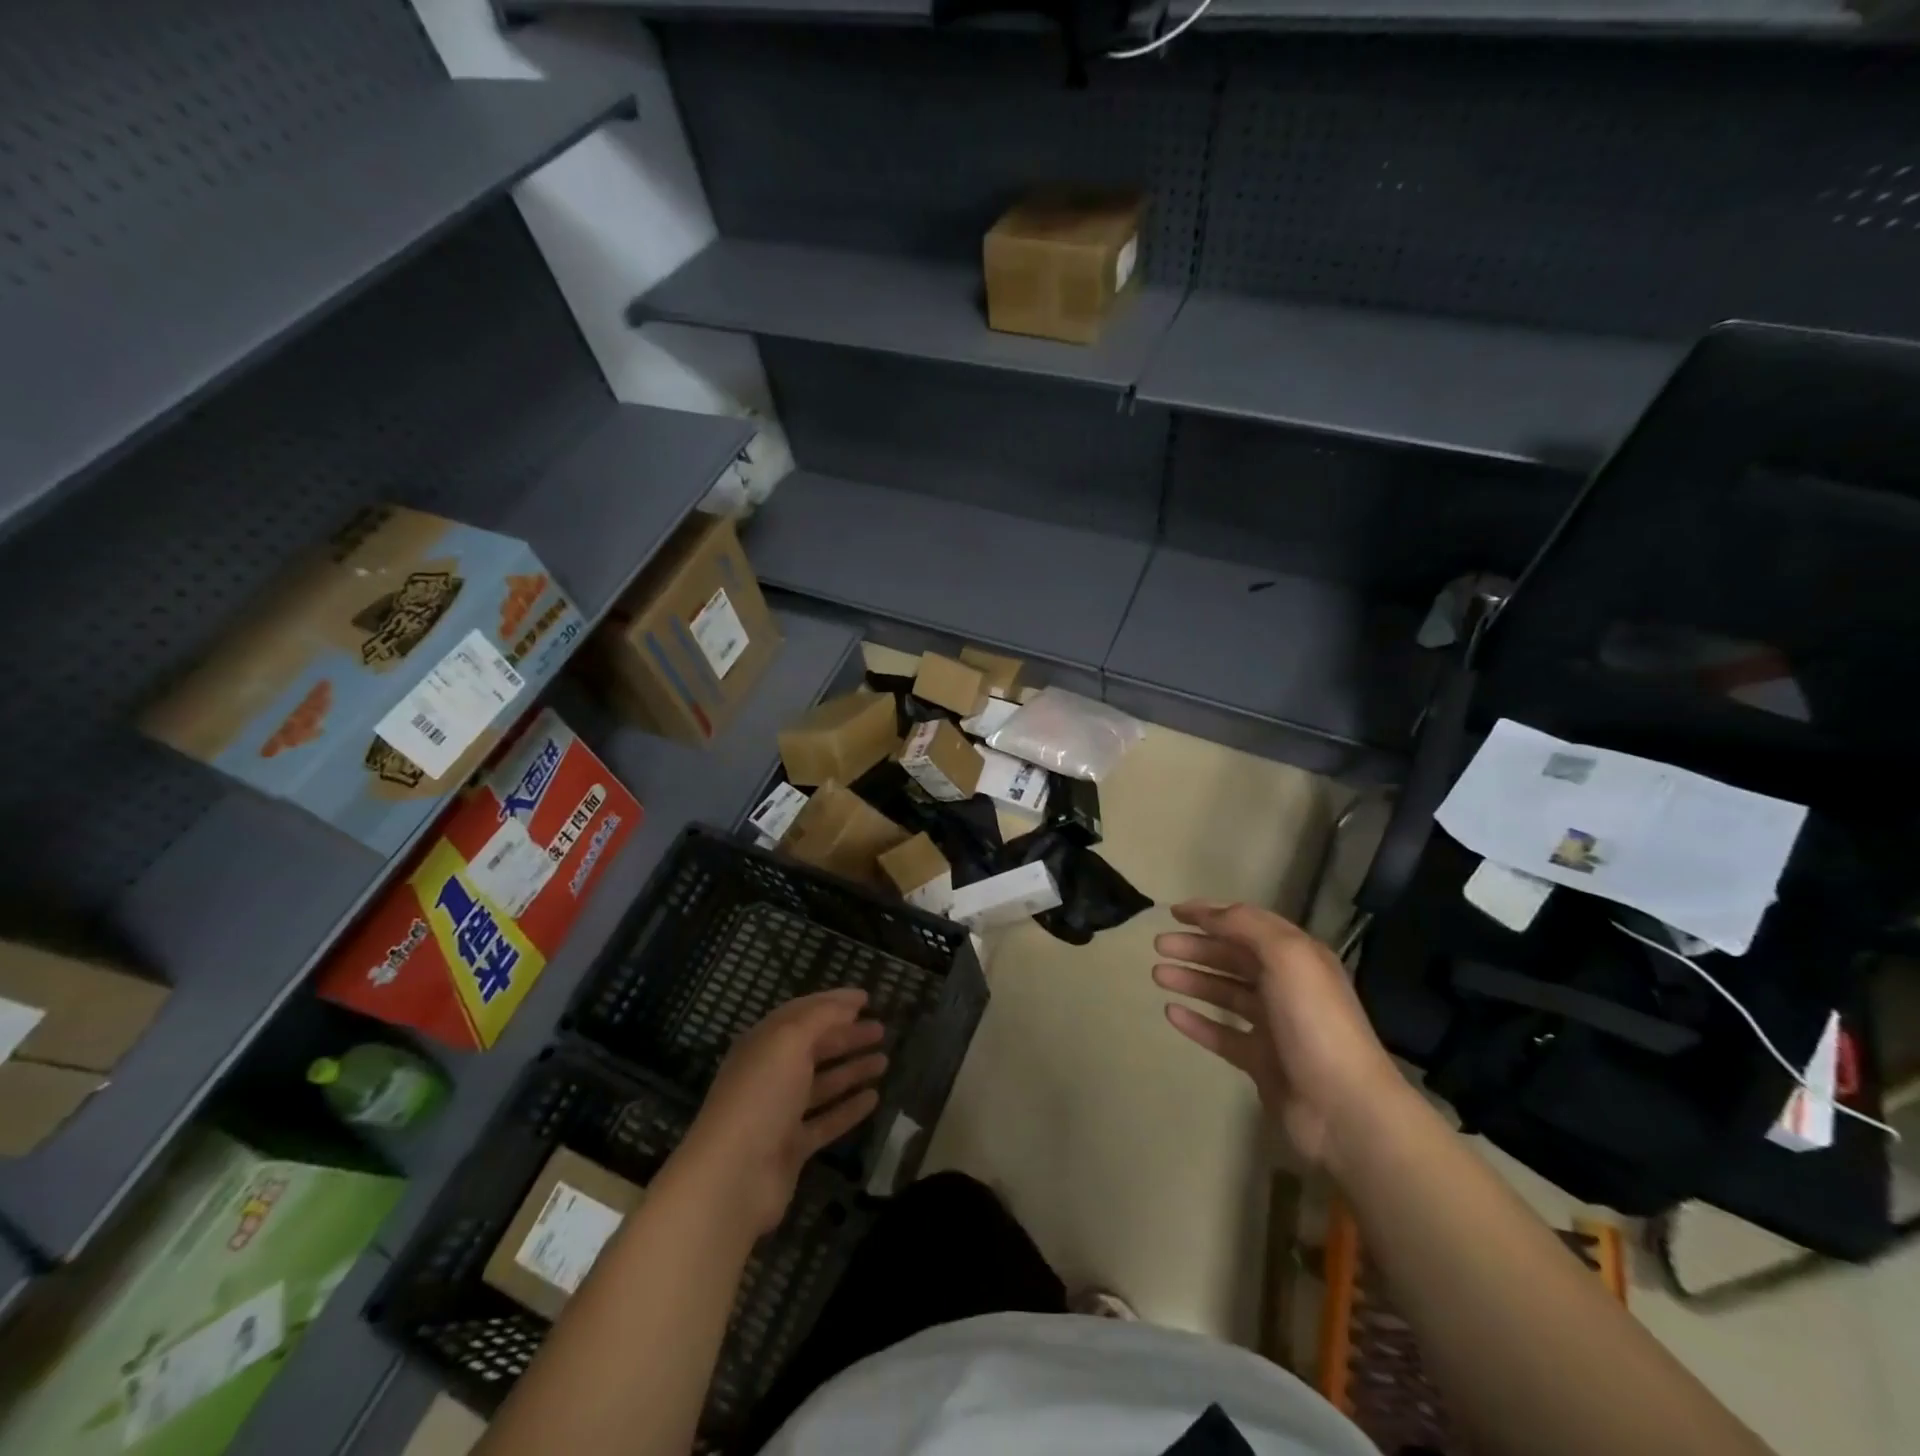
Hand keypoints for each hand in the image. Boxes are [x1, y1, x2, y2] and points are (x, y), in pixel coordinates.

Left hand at [674, 989, 887, 1236]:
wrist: (733, 1177)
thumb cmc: (761, 1096)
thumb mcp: (789, 1041)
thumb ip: (820, 1017)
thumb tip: (847, 1005)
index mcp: (764, 1043)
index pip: (802, 1012)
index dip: (834, 1002)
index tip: (866, 997)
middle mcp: (770, 1074)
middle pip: (814, 1047)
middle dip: (847, 1035)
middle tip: (881, 1029)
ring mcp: (780, 1113)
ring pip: (822, 1084)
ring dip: (852, 1070)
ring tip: (884, 1060)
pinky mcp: (792, 1148)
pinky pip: (826, 1121)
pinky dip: (848, 1108)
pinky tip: (874, 1098)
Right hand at [1153, 901, 1400, 1166]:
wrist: (1343, 1106)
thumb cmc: (1314, 1021)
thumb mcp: (1286, 956)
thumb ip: (1245, 926)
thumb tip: (1208, 913)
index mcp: (1298, 957)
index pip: (1249, 924)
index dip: (1212, 914)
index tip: (1174, 912)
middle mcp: (1287, 986)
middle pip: (1233, 958)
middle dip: (1196, 947)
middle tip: (1159, 946)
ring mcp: (1274, 1026)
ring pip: (1225, 994)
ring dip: (1192, 980)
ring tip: (1158, 975)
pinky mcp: (1261, 1061)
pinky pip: (1222, 1034)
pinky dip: (1196, 1022)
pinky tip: (1170, 1013)